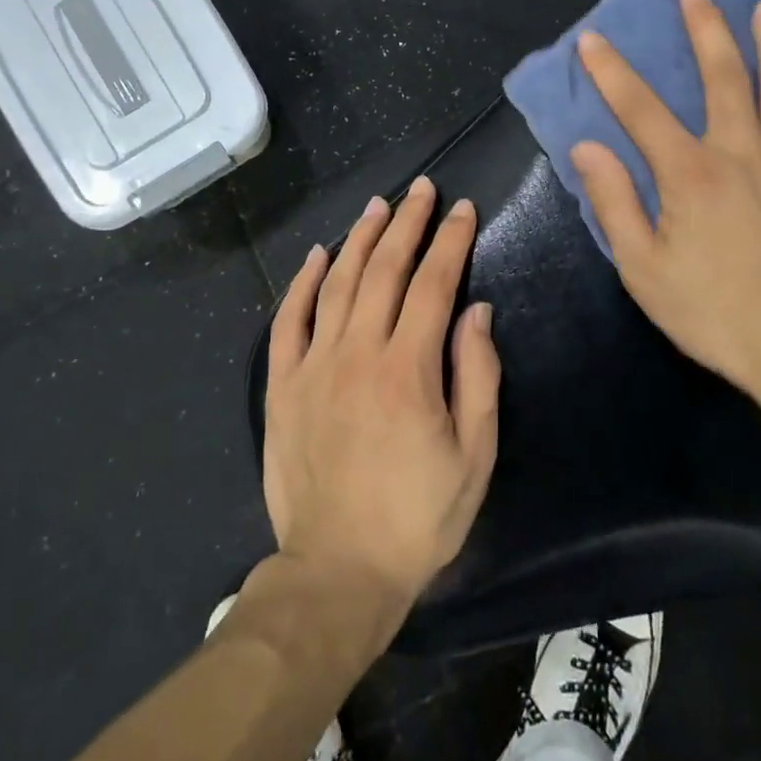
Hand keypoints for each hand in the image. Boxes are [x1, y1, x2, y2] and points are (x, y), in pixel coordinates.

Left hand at [263, 177, 500, 610]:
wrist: (336, 571)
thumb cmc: (417, 519)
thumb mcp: (474, 456)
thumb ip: (477, 376)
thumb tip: (476, 310)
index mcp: (409, 369)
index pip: (434, 284)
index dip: (451, 241)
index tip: (463, 209)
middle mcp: (358, 353)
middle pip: (385, 270)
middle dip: (408, 223)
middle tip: (423, 189)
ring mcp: (314, 365)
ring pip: (337, 283)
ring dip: (360, 238)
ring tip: (379, 205)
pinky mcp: (282, 385)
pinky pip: (289, 320)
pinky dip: (302, 282)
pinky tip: (316, 255)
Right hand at [570, 0, 760, 423]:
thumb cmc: (713, 313)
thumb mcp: (642, 267)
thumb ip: (614, 202)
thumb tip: (588, 147)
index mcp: (689, 173)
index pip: (641, 110)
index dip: (612, 72)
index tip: (592, 39)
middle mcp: (742, 154)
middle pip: (724, 79)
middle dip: (706, 31)